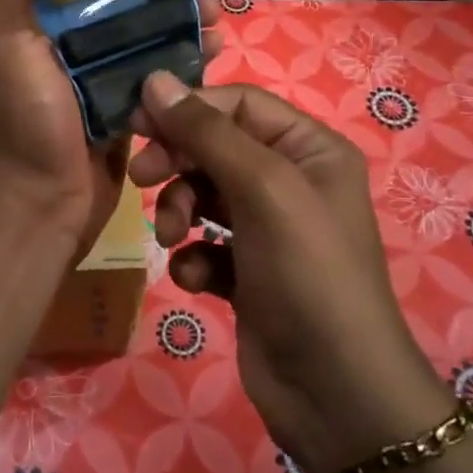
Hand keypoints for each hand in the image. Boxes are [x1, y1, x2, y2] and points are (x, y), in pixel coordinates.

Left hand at [0, 0, 221, 260]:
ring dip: (186, 18)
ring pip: (152, 29)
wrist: (37, 204)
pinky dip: (187, 58)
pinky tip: (214, 51)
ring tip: (216, 20)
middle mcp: (70, 35)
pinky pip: (162, 70)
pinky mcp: (128, 104)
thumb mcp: (5, 31)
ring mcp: (102, 71)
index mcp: (38, 11)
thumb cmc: (20, 114)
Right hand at [129, 74, 454, 472]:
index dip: (187, 109)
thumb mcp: (262, 189)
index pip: (236, 104)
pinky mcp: (248, 272)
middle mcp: (291, 181)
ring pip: (204, 195)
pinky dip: (195, 257)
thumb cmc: (307, 274)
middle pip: (215, 147)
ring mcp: (269, 229)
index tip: (137, 123)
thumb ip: (207, 132)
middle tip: (140, 178)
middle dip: (178, 163)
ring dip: (179, 211)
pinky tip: (198, 280)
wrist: (336, 394)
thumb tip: (155, 78)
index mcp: (309, 149)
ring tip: (173, 238)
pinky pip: (206, 244)